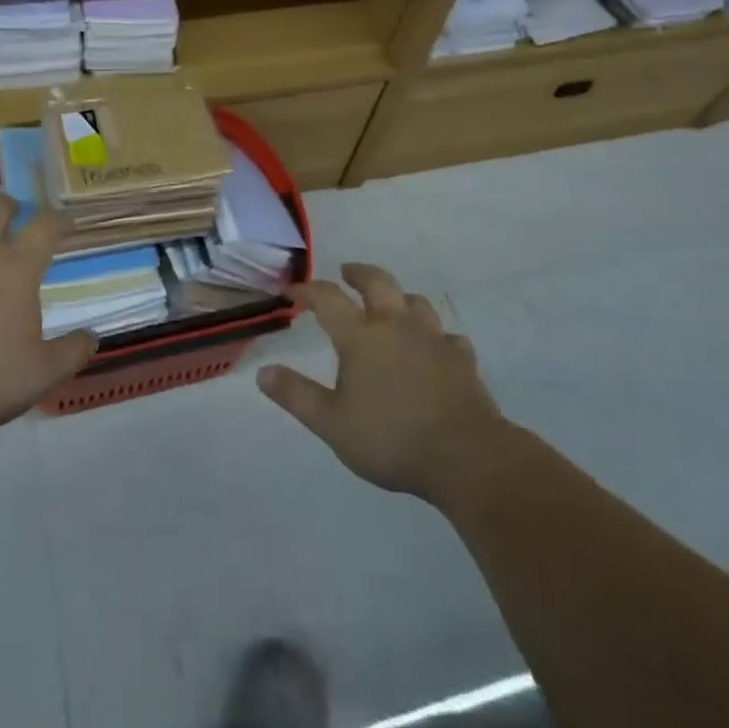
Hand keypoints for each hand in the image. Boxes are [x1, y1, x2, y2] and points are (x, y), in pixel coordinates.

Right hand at [258, 264, 508, 507]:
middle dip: (358, 273)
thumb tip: (263, 372)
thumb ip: (296, 395)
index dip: (307, 290)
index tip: (293, 290)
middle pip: (377, 282)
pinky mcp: (461, 359)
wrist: (466, 455)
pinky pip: (448, 337)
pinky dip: (437, 336)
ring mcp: (433, 339)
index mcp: (360, 336)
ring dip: (399, 298)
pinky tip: (436, 348)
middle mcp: (396, 325)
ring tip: (392, 306)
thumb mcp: (332, 423)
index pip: (327, 298)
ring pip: (416, 302)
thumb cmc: (391, 438)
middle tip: (347, 272)